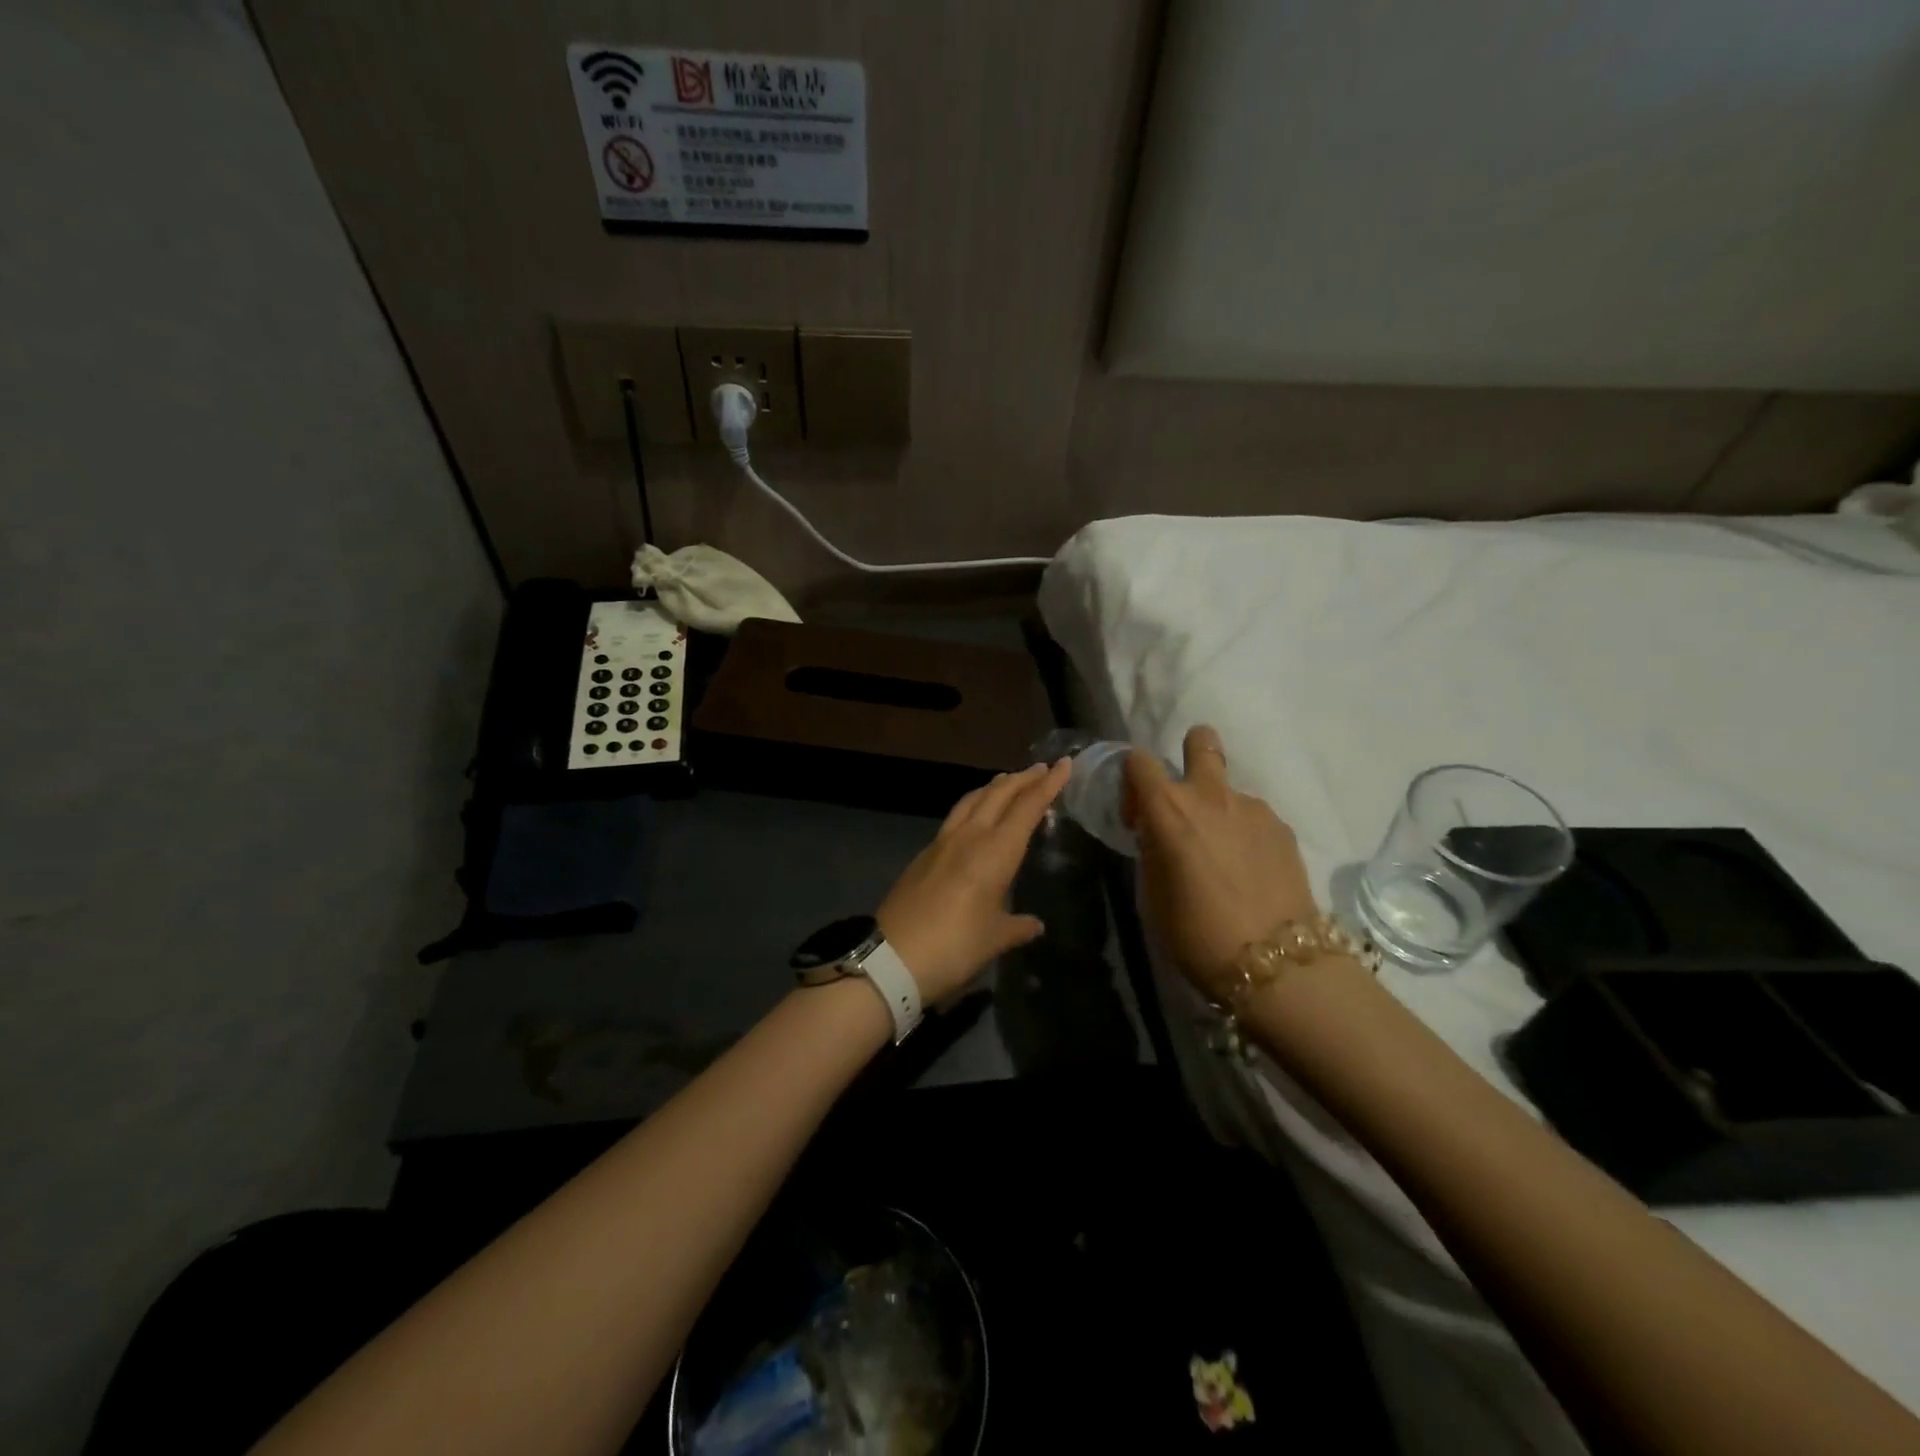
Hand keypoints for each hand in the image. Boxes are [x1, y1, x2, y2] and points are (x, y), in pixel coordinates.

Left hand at [877, 760, 1071, 1002]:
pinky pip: (955, 817)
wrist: (890, 958)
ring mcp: (942, 843)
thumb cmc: (954, 947)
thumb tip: (1034, 924)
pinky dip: (973, 805)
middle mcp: (969, 837)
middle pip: (998, 794)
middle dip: (1022, 779)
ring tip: (1008, 782)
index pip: (1027, 808)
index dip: (1048, 785)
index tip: (1064, 764)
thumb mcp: (994, 940)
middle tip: (1041, 768)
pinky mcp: (924, 854)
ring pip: (972, 800)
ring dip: (994, 787)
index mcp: (995, 852)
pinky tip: (975, 816)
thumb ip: (1017, 927)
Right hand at [1124, 725, 1321, 996]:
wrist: (1276, 964)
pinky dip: (1246, 833)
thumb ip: (1152, 850)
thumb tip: (1157, 834)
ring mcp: (1253, 808)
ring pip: (1229, 789)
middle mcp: (1211, 796)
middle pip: (1201, 740)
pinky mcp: (1283, 828)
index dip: (1132, 782)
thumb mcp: (1152, 895)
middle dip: (1191, 751)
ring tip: (1224, 856)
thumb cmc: (1196, 934)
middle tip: (1187, 795)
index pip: (1139, 761)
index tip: (1138, 816)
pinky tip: (1251, 871)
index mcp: (1169, 810)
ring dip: (1219, 809)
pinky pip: (1254, 817)